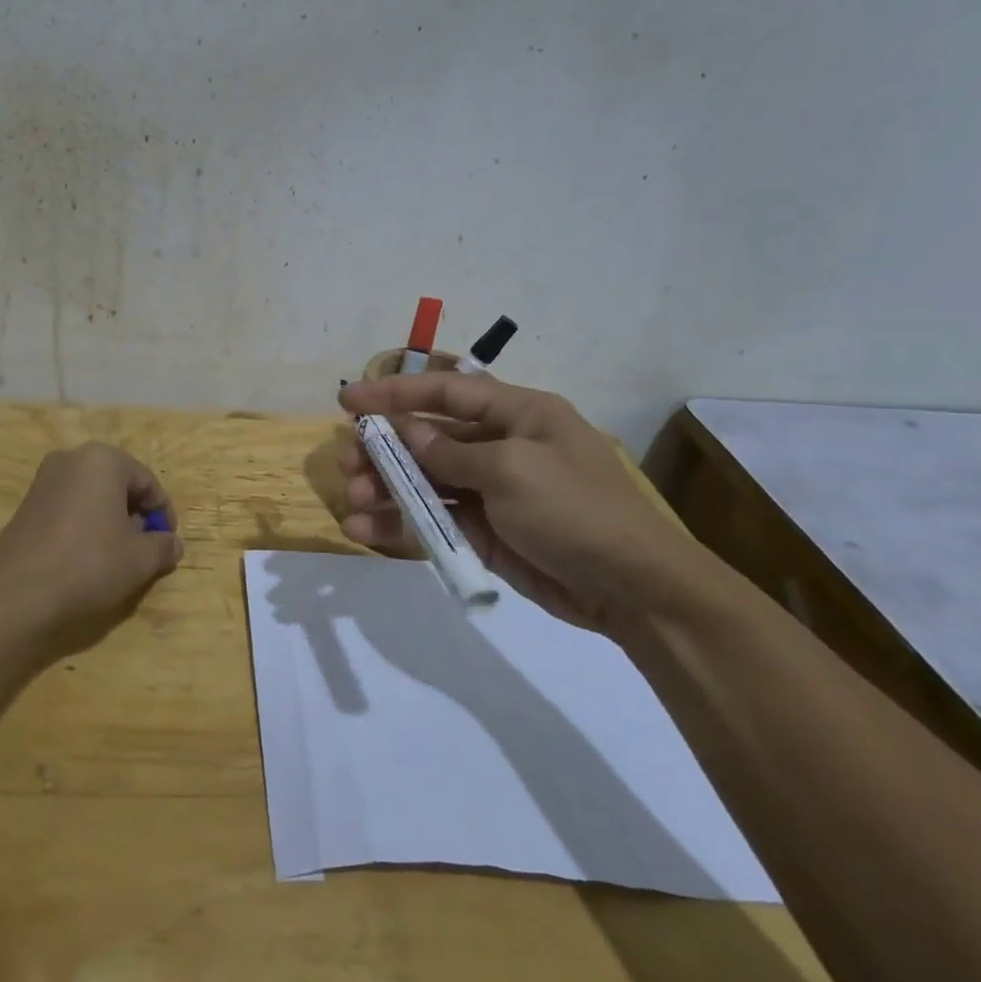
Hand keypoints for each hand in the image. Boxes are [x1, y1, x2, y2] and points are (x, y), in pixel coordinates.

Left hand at [0, 442, 183, 651]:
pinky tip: (86, 558)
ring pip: (93, 497)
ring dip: (111, 522)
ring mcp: (44, 480)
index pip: (148, 483)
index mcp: (103, 460)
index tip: (166, 544)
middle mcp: (71, 459)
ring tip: (116, 558)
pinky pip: (69, 508)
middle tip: (143, 550)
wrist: (17, 594)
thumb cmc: (89, 564)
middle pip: (119, 486)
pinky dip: (85, 526)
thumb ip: (164, 546)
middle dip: (136, 516)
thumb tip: (173, 544)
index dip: (163, 515)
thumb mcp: (140, 559)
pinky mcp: (26, 504)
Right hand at [337, 374, 702, 633]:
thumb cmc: (576, 511)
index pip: (446, 391)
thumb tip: (408, 434)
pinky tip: (367, 531)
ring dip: (386, 490)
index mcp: (518, 414)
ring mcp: (491, 491)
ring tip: (353, 504)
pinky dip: (401, 523)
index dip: (394, 392)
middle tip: (348, 465)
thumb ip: (452, 452)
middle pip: (428, 437)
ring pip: (425, 481)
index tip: (348, 400)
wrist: (632, 589)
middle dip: (385, 450)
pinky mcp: (485, 531)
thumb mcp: (513, 470)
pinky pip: (434, 518)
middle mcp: (501, 445)